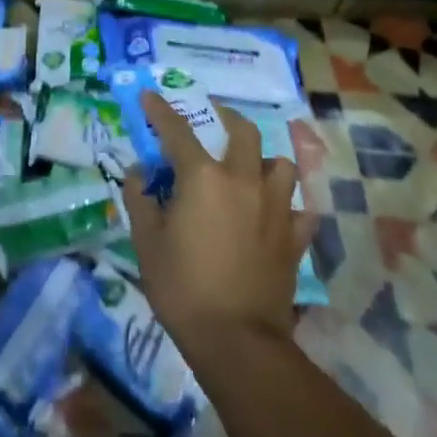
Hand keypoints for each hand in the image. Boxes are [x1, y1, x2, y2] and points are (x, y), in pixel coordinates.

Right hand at [121, 91, 317, 363]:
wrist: (237, 340)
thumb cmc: (182, 287)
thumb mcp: (146, 242)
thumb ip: (139, 200)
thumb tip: (138, 174)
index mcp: (203, 177)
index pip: (177, 131)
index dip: (160, 110)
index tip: (150, 95)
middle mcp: (243, 181)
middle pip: (243, 131)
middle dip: (226, 118)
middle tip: (212, 122)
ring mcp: (275, 208)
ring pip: (281, 164)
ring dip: (263, 160)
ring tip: (249, 170)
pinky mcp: (294, 237)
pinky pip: (298, 208)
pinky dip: (286, 204)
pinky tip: (274, 212)